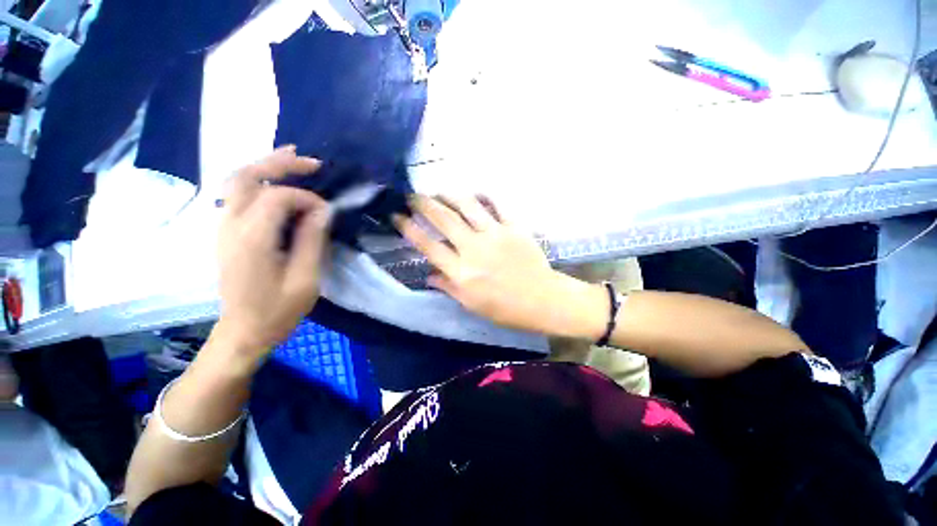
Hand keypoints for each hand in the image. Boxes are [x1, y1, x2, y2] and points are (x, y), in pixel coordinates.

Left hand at [214, 146, 331, 361]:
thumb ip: (312, 240)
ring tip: (294, 159)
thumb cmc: (278, 310)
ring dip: (266, 167)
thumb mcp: (305, 279)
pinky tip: (278, 182)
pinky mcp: (227, 233)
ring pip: (237, 181)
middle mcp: (230, 226)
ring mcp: (224, 228)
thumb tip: (322, 210)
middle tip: (310, 161)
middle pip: (246, 176)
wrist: (244, 331)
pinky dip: (259, 181)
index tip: (327, 212)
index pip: (277, 197)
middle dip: (278, 163)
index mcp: (251, 239)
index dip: (306, 198)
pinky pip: (239, 195)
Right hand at [395, 195, 606, 338]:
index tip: (396, 216)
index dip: (408, 228)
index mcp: (461, 272)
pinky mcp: (514, 227)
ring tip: (439, 192)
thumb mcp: (471, 304)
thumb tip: (429, 275)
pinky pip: (497, 204)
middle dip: (423, 203)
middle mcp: (474, 249)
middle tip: (412, 196)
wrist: (542, 300)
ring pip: (467, 205)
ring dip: (449, 195)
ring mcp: (496, 234)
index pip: (428, 245)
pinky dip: (484, 196)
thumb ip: (448, 287)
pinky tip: (475, 193)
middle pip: (443, 219)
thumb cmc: (505, 308)